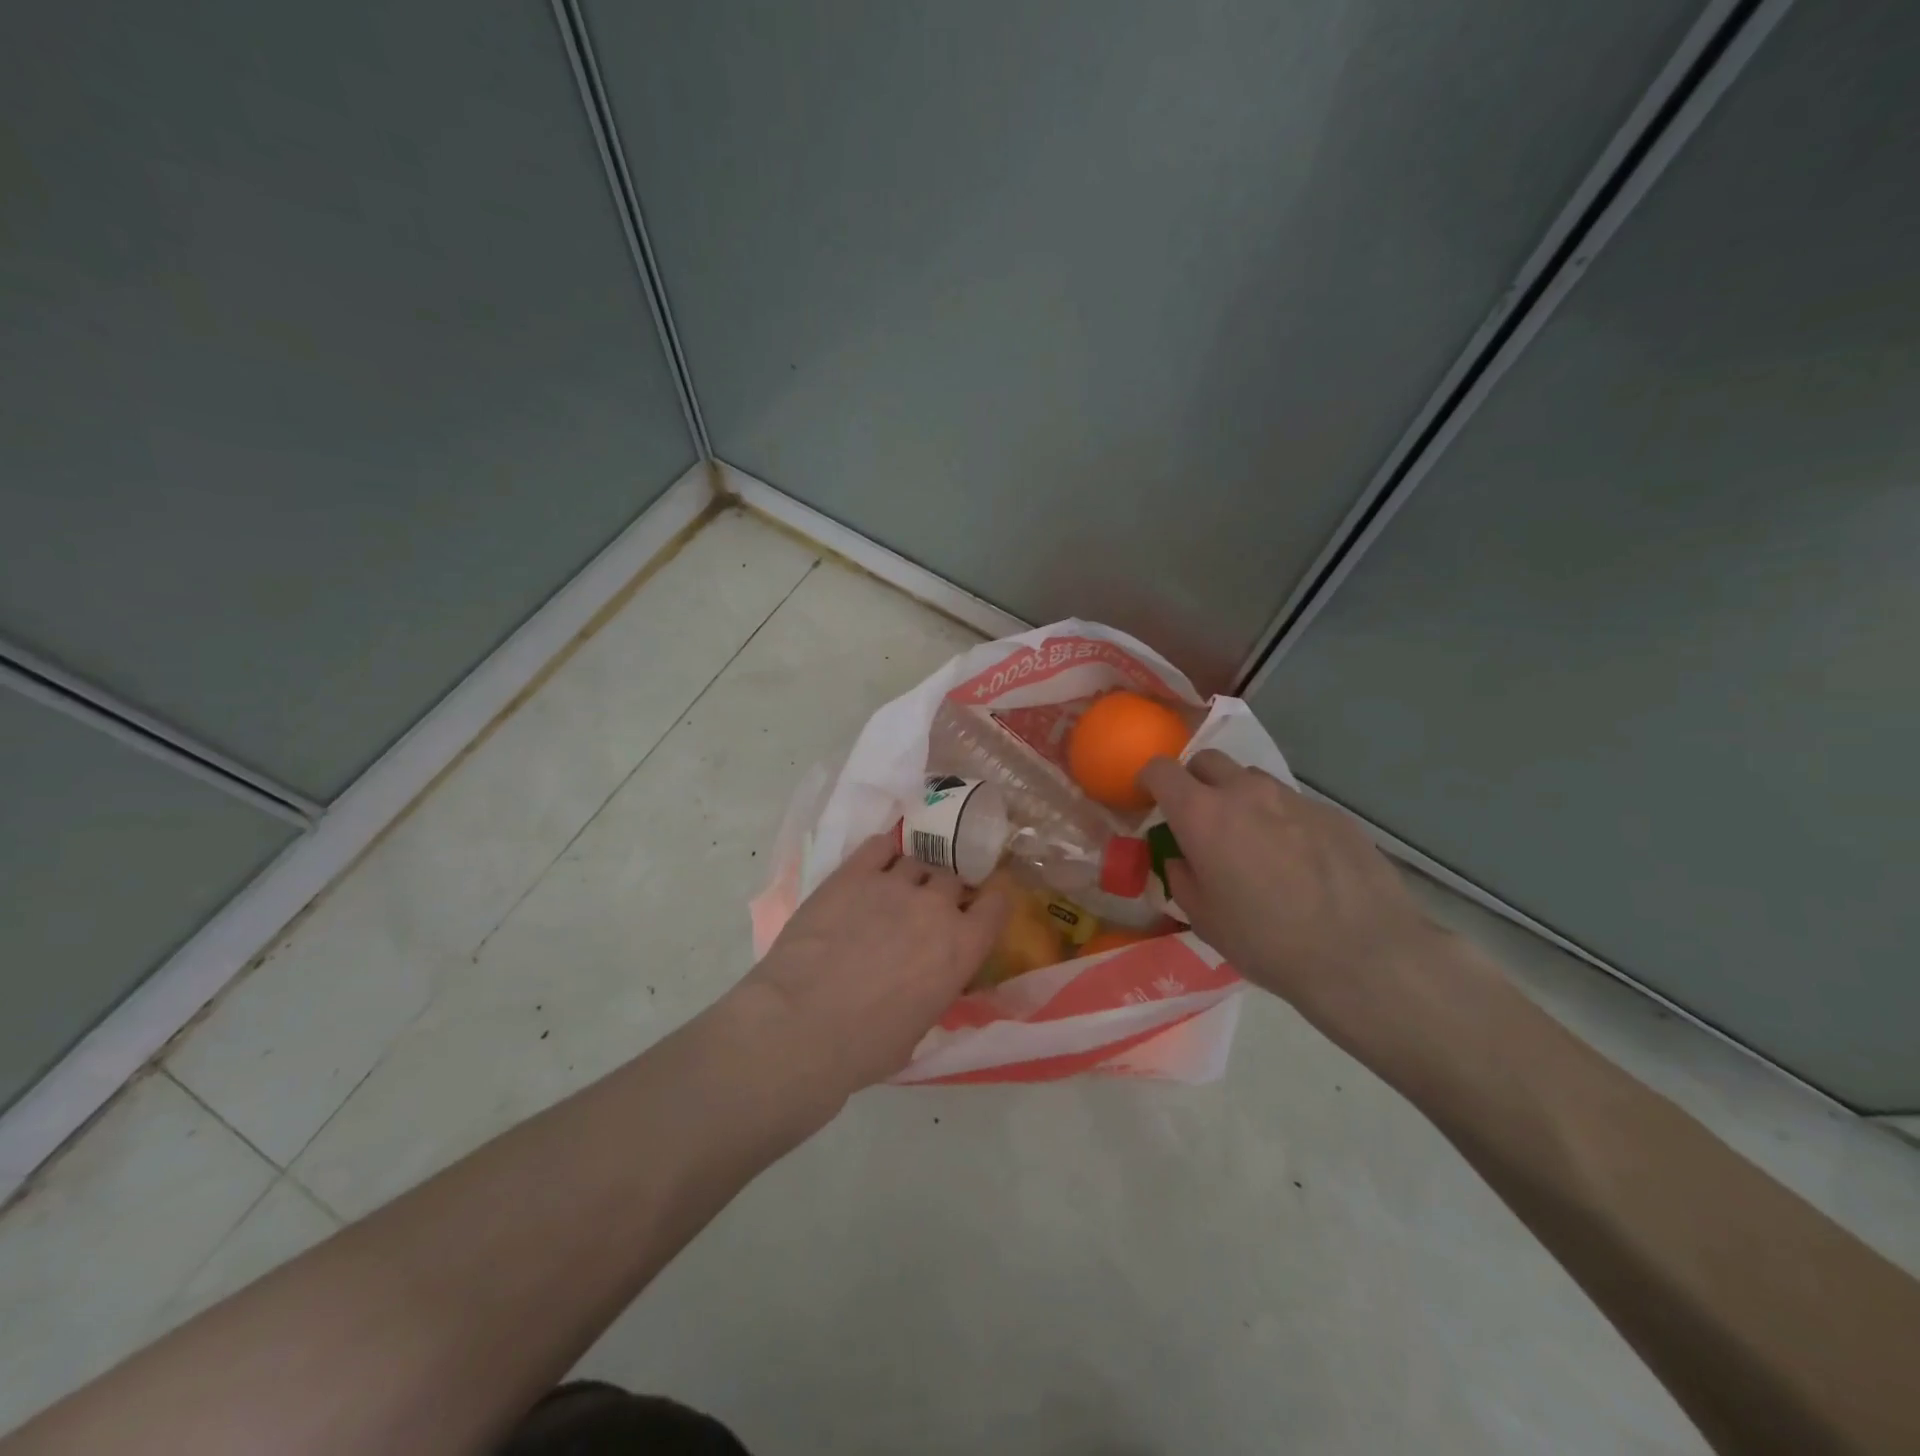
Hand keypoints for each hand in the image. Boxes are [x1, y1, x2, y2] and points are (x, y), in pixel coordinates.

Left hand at [732, 835, 1009, 1102]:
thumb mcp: (922, 1026)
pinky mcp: (853, 873)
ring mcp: (894, 884)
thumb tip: (930, 978)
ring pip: (917, 862)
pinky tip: (877, 863)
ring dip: (912, 876)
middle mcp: (936, 906)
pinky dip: (884, 852)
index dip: (989, 904)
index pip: (997, 904)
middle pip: (952, 880)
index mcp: (962, 947)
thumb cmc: (867, 1045)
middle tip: (925, 911)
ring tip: (894, 892)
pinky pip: (879, 846)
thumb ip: (937, 987)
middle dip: (944, 894)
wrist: (802, 1023)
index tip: (979, 910)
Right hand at [1138, 751, 1444, 1053]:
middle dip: (1195, 780)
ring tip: (1252, 840)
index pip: (1161, 770)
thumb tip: (1184, 860)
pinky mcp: (1332, 813)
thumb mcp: (1204, 920)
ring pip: (1252, 780)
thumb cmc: (1267, 942)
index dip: (1148, 779)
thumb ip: (1183, 879)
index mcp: (1202, 815)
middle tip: (1199, 818)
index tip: (1149, 798)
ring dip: (1240, 798)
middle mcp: (1245, 792)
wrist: (1364, 955)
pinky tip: (1298, 861)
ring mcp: (1293, 798)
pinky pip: (1292, 804)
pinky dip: (1281, 820)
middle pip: (1208, 760)